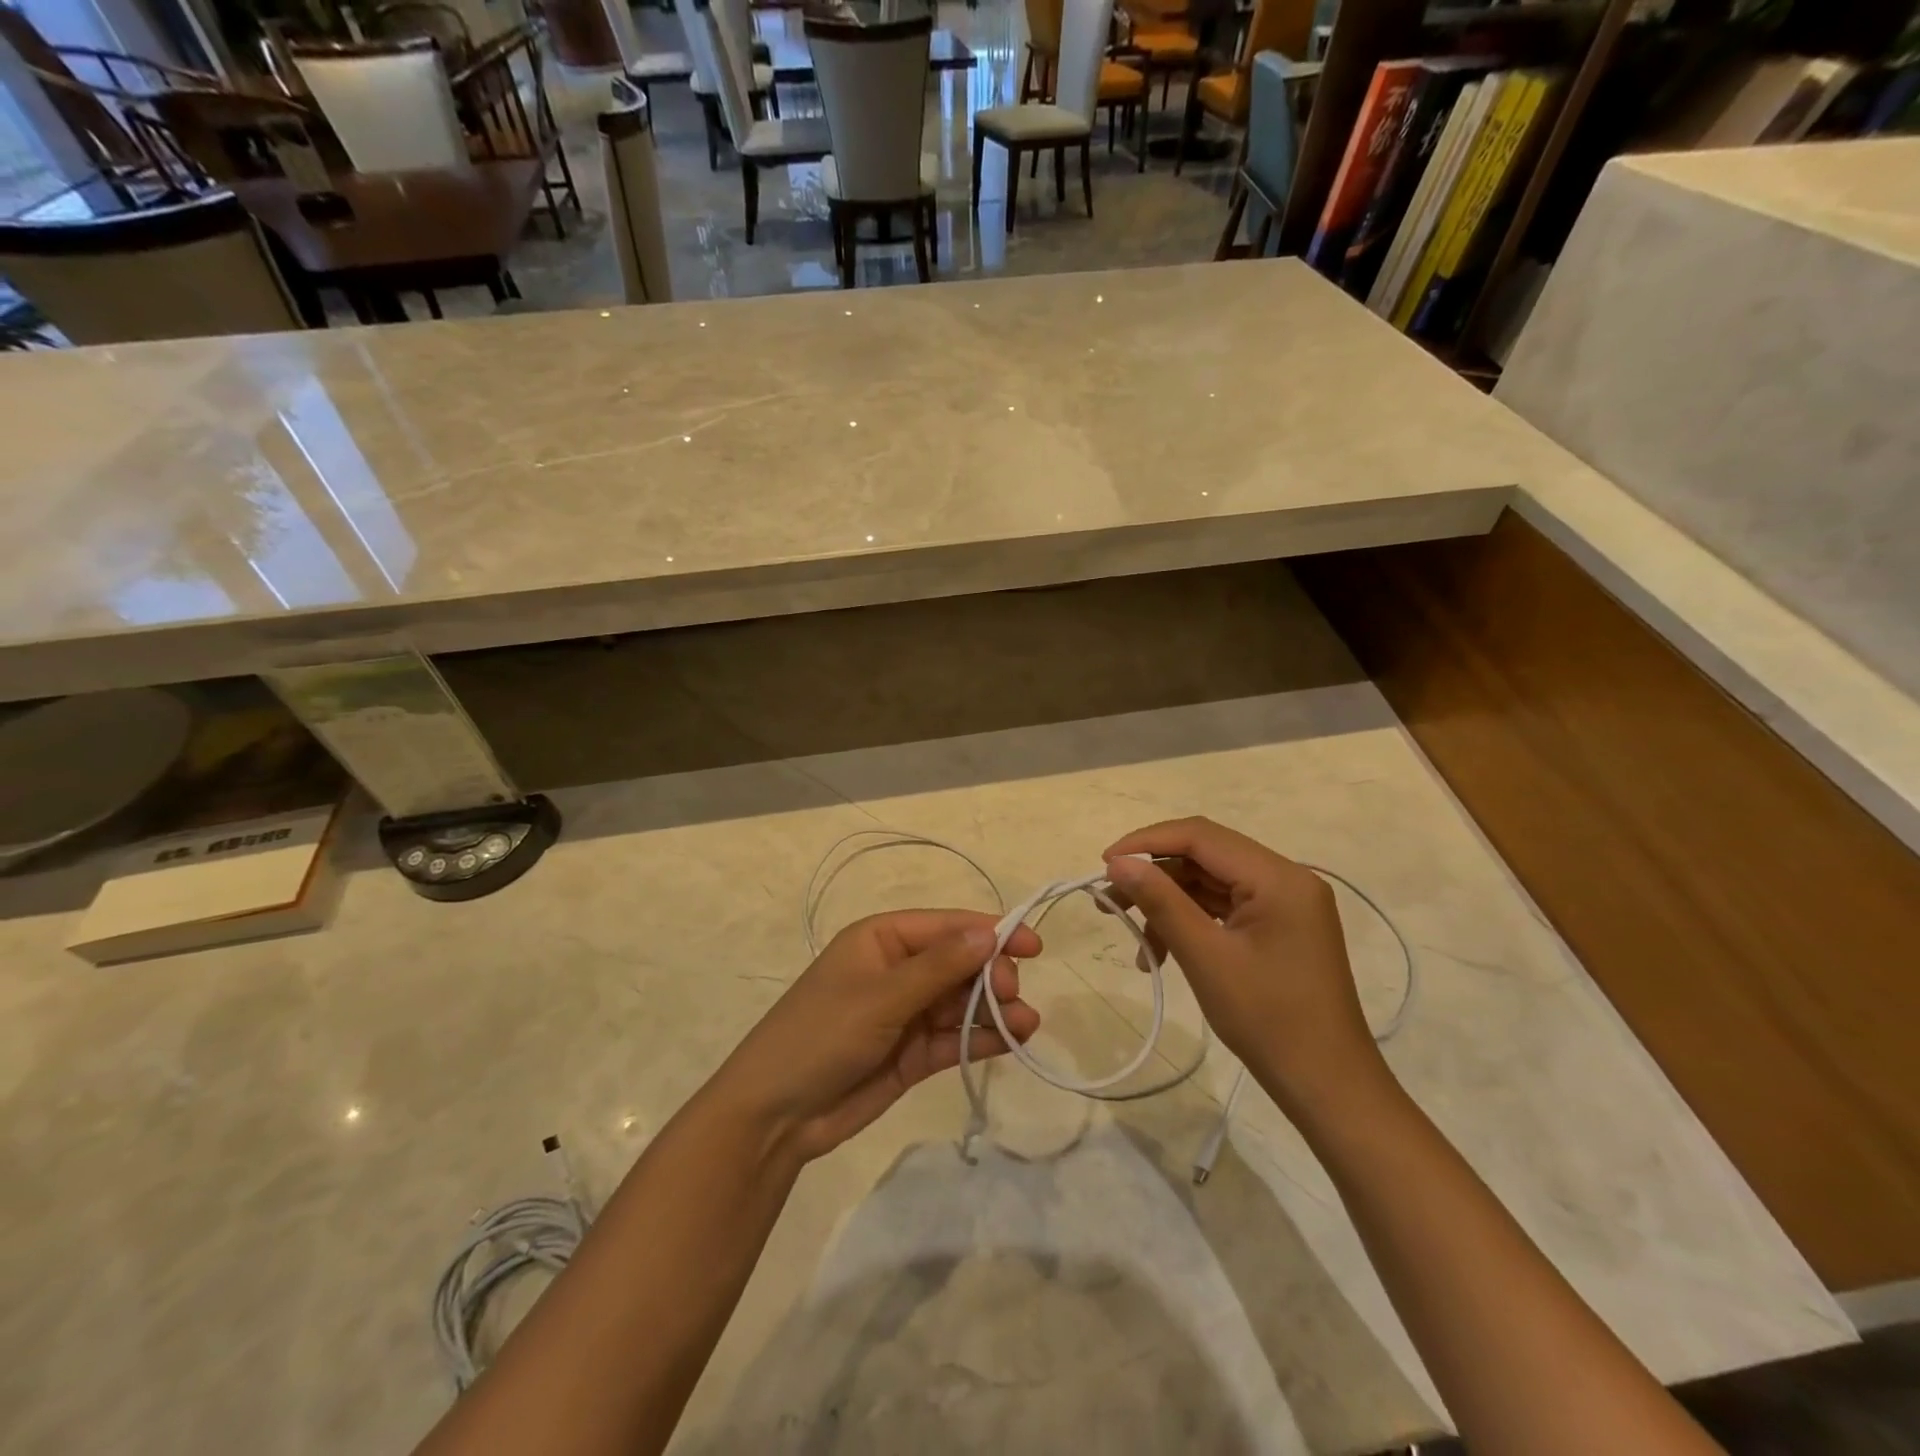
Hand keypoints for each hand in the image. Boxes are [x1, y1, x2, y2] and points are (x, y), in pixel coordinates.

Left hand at [712, 911, 1041, 1163]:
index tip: (1032, 946)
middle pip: (959, 963)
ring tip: (1025, 1024)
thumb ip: (939, 967)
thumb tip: (990, 933)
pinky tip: (1011, 1041)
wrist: (775, 1116)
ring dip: (994, 1009)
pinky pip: (954, 1038)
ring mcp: (906, 1013)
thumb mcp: (880, 996)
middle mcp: (898, 970)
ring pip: (961, 1002)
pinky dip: (981, 1038)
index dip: (990, 931)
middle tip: (1011, 995)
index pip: (946, 926)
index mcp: (882, 939)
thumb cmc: (821, 1035)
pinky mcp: (912, 1053)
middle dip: (991, 975)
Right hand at [1102, 818, 1388, 1121]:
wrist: (1328, 1087)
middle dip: (1153, 875)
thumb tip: (1118, 862)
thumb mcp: (1205, 957)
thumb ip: (1161, 901)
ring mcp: (1284, 903)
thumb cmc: (1268, 1020)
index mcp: (1278, 877)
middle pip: (1205, 856)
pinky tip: (1159, 951)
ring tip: (1130, 932)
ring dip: (1167, 901)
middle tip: (1109, 900)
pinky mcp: (1279, 926)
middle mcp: (1285, 878)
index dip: (1147, 842)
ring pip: (1210, 882)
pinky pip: (1223, 907)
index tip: (1104, 863)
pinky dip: (1189, 921)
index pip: (1201, 836)